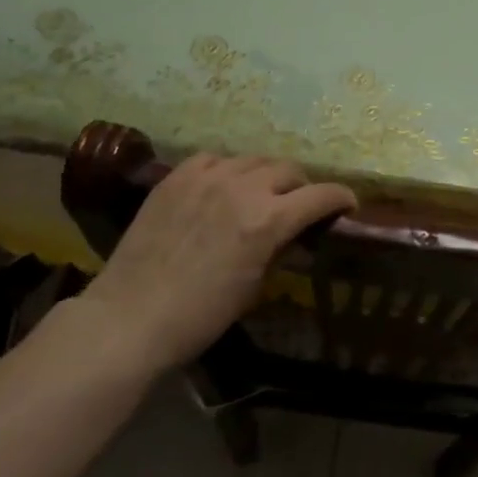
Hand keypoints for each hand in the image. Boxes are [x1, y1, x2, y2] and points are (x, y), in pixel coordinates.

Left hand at [84, 153, 355, 367]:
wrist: (129, 317)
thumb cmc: (200, 316)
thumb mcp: (255, 287)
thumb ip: (280, 250)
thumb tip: (296, 236)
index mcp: (269, 220)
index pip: (321, 195)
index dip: (341, 198)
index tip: (348, 205)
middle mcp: (243, 188)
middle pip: (289, 170)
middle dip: (302, 187)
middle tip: (298, 206)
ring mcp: (207, 177)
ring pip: (253, 160)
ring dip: (266, 176)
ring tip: (259, 194)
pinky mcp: (177, 176)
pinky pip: (215, 159)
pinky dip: (227, 170)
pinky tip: (222, 187)